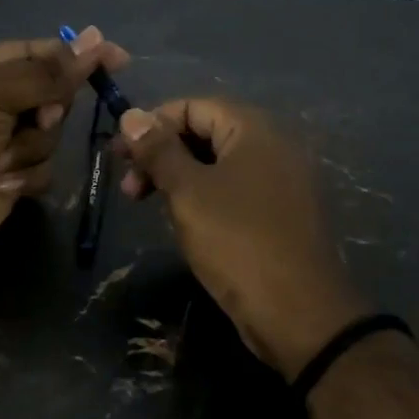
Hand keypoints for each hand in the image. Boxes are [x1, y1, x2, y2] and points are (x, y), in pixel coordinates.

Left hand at [0, 28, 128, 270]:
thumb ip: (46, 72)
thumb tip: (96, 39)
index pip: (39, 51)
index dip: (77, 54)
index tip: (117, 58)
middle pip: (53, 93)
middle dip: (46, 110)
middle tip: (35, 119)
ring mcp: (6, 138)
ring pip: (52, 133)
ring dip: (29, 148)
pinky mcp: (16, 173)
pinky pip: (46, 166)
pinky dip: (26, 175)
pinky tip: (1, 183)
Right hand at [115, 98, 368, 380]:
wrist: (299, 313)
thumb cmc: (238, 242)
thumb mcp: (188, 192)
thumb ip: (159, 150)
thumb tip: (131, 115)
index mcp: (256, 129)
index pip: (194, 106)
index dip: (152, 124)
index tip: (119, 156)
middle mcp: (275, 146)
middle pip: (207, 133)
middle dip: (162, 154)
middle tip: (129, 188)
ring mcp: (283, 181)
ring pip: (220, 165)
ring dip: (179, 178)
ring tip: (150, 207)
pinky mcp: (282, 213)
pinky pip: (236, 190)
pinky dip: (205, 197)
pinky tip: (185, 221)